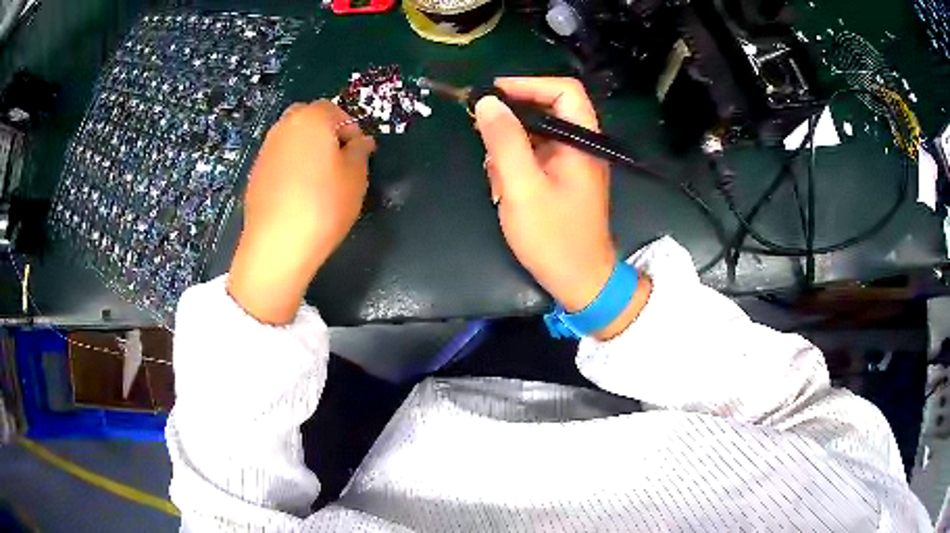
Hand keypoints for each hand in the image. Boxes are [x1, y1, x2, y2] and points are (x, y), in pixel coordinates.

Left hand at [228, 101, 375, 324]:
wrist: (277, 244)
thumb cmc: (324, 205)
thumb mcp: (356, 176)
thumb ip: (360, 151)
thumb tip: (361, 142)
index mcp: (311, 118)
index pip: (336, 111)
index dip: (351, 131)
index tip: (359, 155)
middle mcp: (284, 126)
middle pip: (308, 119)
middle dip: (325, 133)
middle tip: (337, 162)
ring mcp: (265, 150)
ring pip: (291, 139)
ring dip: (306, 150)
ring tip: (318, 181)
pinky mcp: (255, 174)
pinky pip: (278, 160)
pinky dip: (290, 167)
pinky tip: (297, 195)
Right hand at [474, 77, 649, 338]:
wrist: (579, 281)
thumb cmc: (554, 237)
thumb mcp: (523, 187)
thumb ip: (505, 142)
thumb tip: (487, 102)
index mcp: (582, 140)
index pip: (563, 90)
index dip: (528, 84)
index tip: (492, 94)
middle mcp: (580, 145)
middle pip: (545, 110)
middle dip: (510, 123)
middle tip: (482, 137)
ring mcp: (572, 163)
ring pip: (535, 135)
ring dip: (509, 150)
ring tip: (497, 179)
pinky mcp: (562, 179)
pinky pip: (534, 157)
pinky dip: (515, 167)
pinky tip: (504, 189)